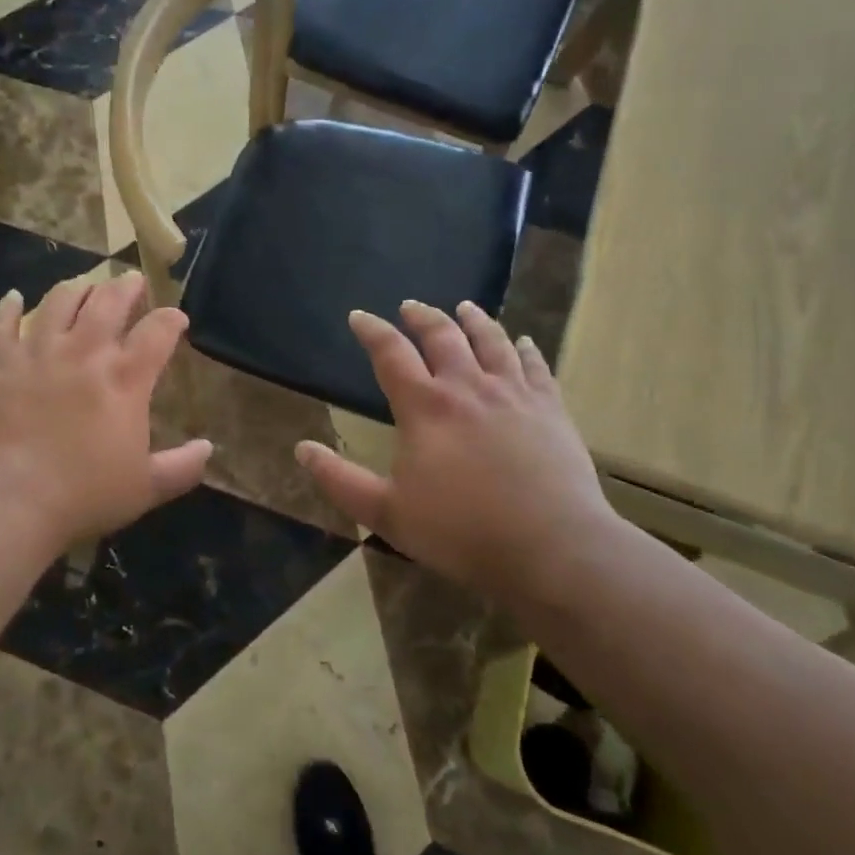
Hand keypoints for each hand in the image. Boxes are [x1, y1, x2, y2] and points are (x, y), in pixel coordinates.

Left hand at [0, 273, 212, 550]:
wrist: (2, 502)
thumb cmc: (80, 497)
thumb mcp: (144, 489)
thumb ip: (181, 467)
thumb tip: (209, 449)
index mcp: (125, 378)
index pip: (158, 331)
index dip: (172, 319)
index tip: (177, 318)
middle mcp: (84, 352)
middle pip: (109, 301)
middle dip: (126, 286)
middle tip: (132, 281)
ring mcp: (36, 352)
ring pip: (59, 301)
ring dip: (77, 288)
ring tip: (84, 286)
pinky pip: (1, 323)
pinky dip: (8, 307)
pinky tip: (12, 298)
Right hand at [295, 301, 615, 600]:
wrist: (552, 548)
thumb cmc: (461, 532)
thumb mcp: (387, 514)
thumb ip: (341, 480)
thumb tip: (302, 449)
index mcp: (425, 407)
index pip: (390, 353)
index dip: (371, 330)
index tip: (358, 316)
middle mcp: (468, 387)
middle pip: (443, 336)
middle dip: (422, 317)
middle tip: (410, 306)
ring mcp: (514, 395)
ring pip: (492, 341)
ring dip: (474, 320)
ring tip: (464, 308)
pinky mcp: (551, 409)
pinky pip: (536, 367)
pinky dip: (525, 349)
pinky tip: (524, 342)